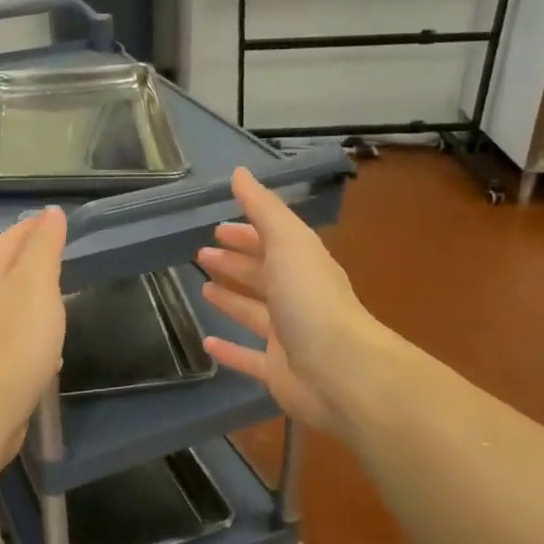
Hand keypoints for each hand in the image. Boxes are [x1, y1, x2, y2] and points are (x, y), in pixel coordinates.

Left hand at [0, 207, 67, 465]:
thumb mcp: (36, 284)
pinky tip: (50, 354)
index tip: (53, 217)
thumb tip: (50, 212)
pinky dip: (32, 339)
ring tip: (57, 300)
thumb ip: (44, 247)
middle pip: (4, 274)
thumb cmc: (15, 339)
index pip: (7, 241)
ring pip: (8, 311)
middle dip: (29, 262)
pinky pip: (14, 345)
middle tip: (58, 255)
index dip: (30, 227)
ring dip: (31, 302)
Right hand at [197, 168, 377, 433]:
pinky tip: (207, 343)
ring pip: (254, 313)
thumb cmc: (311, 300)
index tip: (217, 228)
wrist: (341, 372)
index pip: (270, 242)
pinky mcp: (278, 371)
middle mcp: (296, 298)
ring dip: (231, 300)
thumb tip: (240, 172)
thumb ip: (263, 208)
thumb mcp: (288, 242)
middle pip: (262, 275)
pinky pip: (248, 357)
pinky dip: (229, 350)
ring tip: (203, 289)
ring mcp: (288, 336)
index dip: (245, 233)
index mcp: (302, 265)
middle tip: (201, 255)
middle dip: (235, 262)